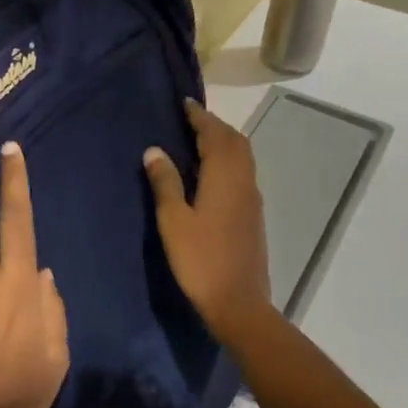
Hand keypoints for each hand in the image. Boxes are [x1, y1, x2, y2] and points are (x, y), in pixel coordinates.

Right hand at [143, 99, 274, 335]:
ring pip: (242, 157)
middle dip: (214, 126)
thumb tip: (154, 150)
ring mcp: (252, 199)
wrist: (239, 303)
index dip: (199, 117)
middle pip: (235, 141)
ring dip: (223, 142)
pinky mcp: (253, 215)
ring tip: (198, 141)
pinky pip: (242, 173)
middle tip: (189, 120)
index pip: (214, 135)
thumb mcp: (173, 220)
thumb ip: (165, 182)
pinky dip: (228, 160)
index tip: (184, 103)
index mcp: (224, 177)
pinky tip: (210, 173)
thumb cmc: (200, 260)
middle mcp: (243, 181)